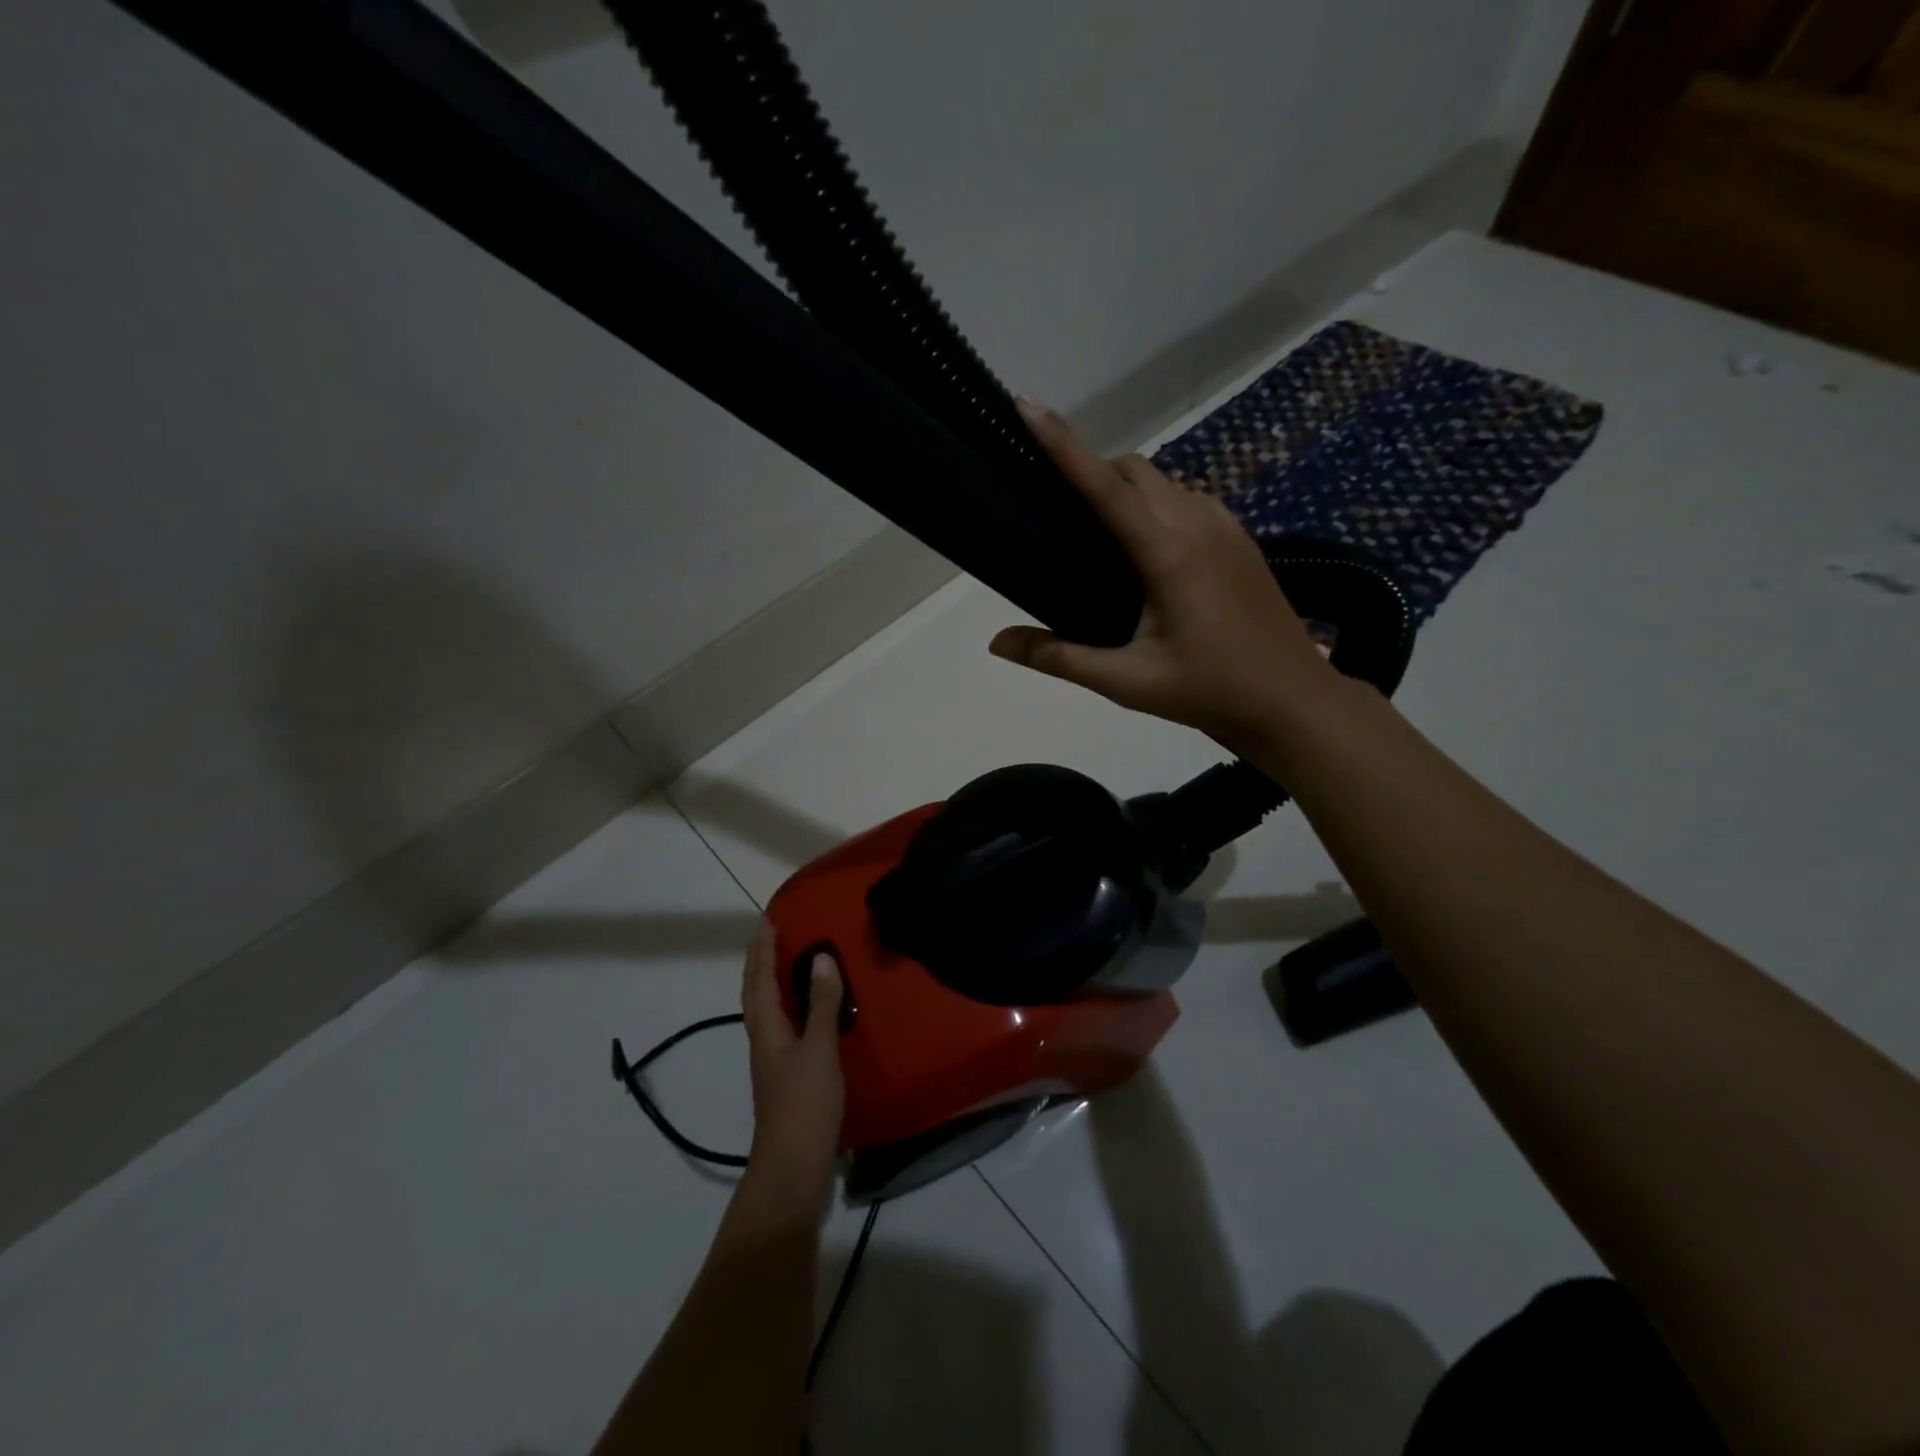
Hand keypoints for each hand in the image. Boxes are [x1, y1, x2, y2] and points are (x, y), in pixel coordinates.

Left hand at [739, 919, 844, 1211]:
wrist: (793, 1165)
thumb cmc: (804, 1103)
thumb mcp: (819, 1048)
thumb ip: (821, 1003)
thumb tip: (821, 957)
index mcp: (766, 1028)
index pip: (759, 978)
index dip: (762, 949)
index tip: (767, 919)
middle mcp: (764, 1038)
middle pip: (756, 991)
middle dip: (761, 960)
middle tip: (774, 932)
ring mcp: (773, 1058)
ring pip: (767, 1008)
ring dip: (771, 979)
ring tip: (787, 959)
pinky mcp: (786, 1073)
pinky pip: (782, 1023)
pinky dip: (788, 1003)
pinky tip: (805, 1008)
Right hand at [990, 400, 1340, 752]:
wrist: (1293, 701)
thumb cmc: (1209, 691)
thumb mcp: (1128, 682)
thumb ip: (1059, 658)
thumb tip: (997, 643)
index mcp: (1169, 554)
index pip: (1105, 487)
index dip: (1063, 445)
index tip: (1028, 406)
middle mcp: (1198, 524)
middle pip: (1135, 468)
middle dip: (1092, 468)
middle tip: (1057, 505)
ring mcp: (1226, 527)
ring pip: (1165, 479)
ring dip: (1126, 485)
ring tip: (1098, 528)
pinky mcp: (1241, 538)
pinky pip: (1189, 498)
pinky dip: (1157, 502)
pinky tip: (1147, 545)